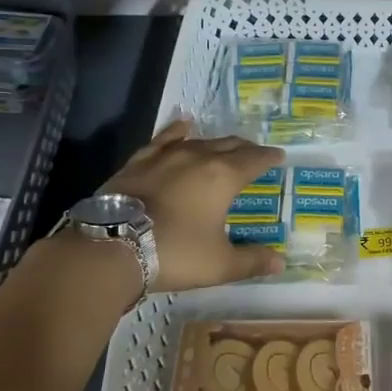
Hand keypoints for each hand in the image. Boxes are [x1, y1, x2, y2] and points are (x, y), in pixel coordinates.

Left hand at [98, 118, 286, 291]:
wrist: (111, 247)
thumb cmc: (174, 253)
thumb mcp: (219, 264)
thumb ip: (252, 260)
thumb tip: (280, 261)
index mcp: (224, 177)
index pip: (254, 160)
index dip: (269, 158)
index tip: (279, 156)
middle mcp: (199, 158)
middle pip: (229, 145)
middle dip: (246, 148)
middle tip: (255, 153)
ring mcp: (166, 156)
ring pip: (199, 141)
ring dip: (217, 142)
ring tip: (225, 145)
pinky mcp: (139, 162)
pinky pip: (164, 140)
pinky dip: (177, 131)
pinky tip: (182, 126)